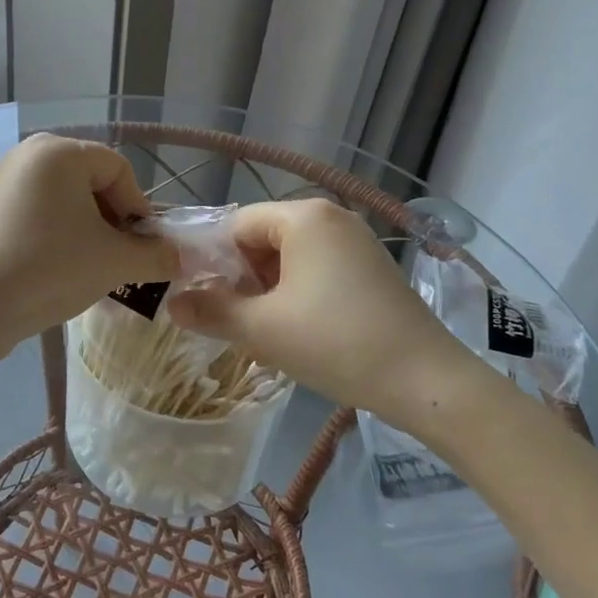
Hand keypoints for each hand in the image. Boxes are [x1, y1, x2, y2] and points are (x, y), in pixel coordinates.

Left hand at [0, 134, 175, 345]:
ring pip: (69, 197)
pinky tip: (62, 264)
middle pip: (94, 179)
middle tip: (119, 256)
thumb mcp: (115, 262)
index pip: (119, 170)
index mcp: (59, 151)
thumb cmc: (51, 270)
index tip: (141, 247)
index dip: (138, 208)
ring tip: (93, 265)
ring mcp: (7, 178)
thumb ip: (157, 255)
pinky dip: (62, 231)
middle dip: (114, 219)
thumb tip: (184, 257)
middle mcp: (30, 152)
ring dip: (90, 228)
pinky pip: (43, 209)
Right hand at [164, 199, 463, 417]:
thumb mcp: (263, 329)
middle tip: (236, 322)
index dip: (214, 262)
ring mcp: (357, 242)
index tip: (206, 302)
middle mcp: (332, 218)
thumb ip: (212, 311)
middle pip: (264, 239)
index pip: (236, 225)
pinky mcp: (372, 268)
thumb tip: (172, 304)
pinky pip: (318, 270)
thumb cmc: (335, 343)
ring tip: (265, 333)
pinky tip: (299, 332)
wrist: (426, 380)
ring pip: (291, 258)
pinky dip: (298, 294)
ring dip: (269, 291)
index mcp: (304, 217)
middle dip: (243, 279)